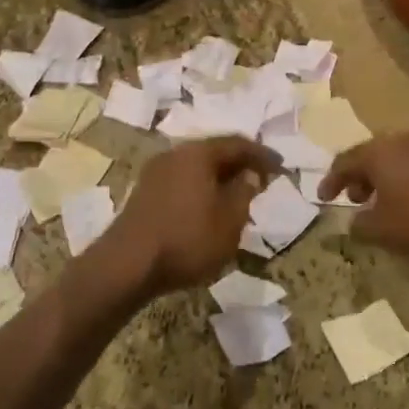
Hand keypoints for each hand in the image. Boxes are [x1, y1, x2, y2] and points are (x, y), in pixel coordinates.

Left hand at [109, 136, 282, 296]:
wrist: (127, 265)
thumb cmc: (187, 239)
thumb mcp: (230, 220)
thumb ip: (244, 192)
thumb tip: (249, 175)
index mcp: (198, 153)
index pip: (238, 144)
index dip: (262, 154)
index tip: (281, 166)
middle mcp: (175, 154)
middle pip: (214, 151)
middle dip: (239, 164)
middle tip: (261, 179)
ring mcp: (155, 173)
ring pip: (196, 167)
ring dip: (219, 178)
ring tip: (238, 195)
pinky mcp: (144, 193)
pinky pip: (182, 181)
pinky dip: (201, 189)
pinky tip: (209, 208)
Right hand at [317, 132, 408, 255]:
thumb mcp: (385, 230)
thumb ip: (360, 227)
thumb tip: (352, 222)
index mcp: (377, 152)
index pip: (343, 162)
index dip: (330, 182)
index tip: (322, 199)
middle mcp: (399, 140)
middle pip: (369, 156)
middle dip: (357, 179)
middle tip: (353, 201)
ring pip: (393, 160)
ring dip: (382, 181)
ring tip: (382, 206)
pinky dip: (403, 182)